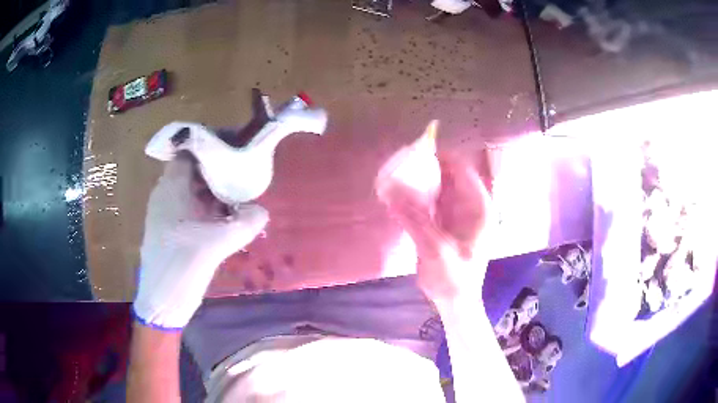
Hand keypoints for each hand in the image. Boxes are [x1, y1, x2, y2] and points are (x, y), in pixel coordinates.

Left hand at [133, 156, 268, 329]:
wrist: (161, 300)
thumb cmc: (182, 266)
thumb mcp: (217, 244)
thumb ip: (244, 224)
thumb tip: (262, 210)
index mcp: (171, 188)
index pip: (190, 152)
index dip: (212, 146)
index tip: (235, 149)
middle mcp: (165, 193)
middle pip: (192, 169)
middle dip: (217, 168)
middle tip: (242, 173)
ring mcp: (165, 211)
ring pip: (191, 189)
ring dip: (213, 190)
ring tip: (238, 194)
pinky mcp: (169, 228)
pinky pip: (189, 207)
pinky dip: (206, 207)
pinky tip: (223, 219)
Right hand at [381, 153, 494, 301]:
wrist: (455, 302)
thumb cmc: (454, 278)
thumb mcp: (435, 249)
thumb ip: (414, 219)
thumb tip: (390, 190)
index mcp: (478, 207)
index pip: (461, 170)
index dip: (440, 157)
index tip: (414, 151)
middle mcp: (470, 206)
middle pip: (448, 176)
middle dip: (425, 168)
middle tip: (399, 163)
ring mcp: (457, 214)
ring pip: (438, 188)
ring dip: (419, 182)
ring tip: (395, 175)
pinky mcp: (444, 224)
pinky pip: (430, 202)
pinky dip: (416, 197)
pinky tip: (398, 196)